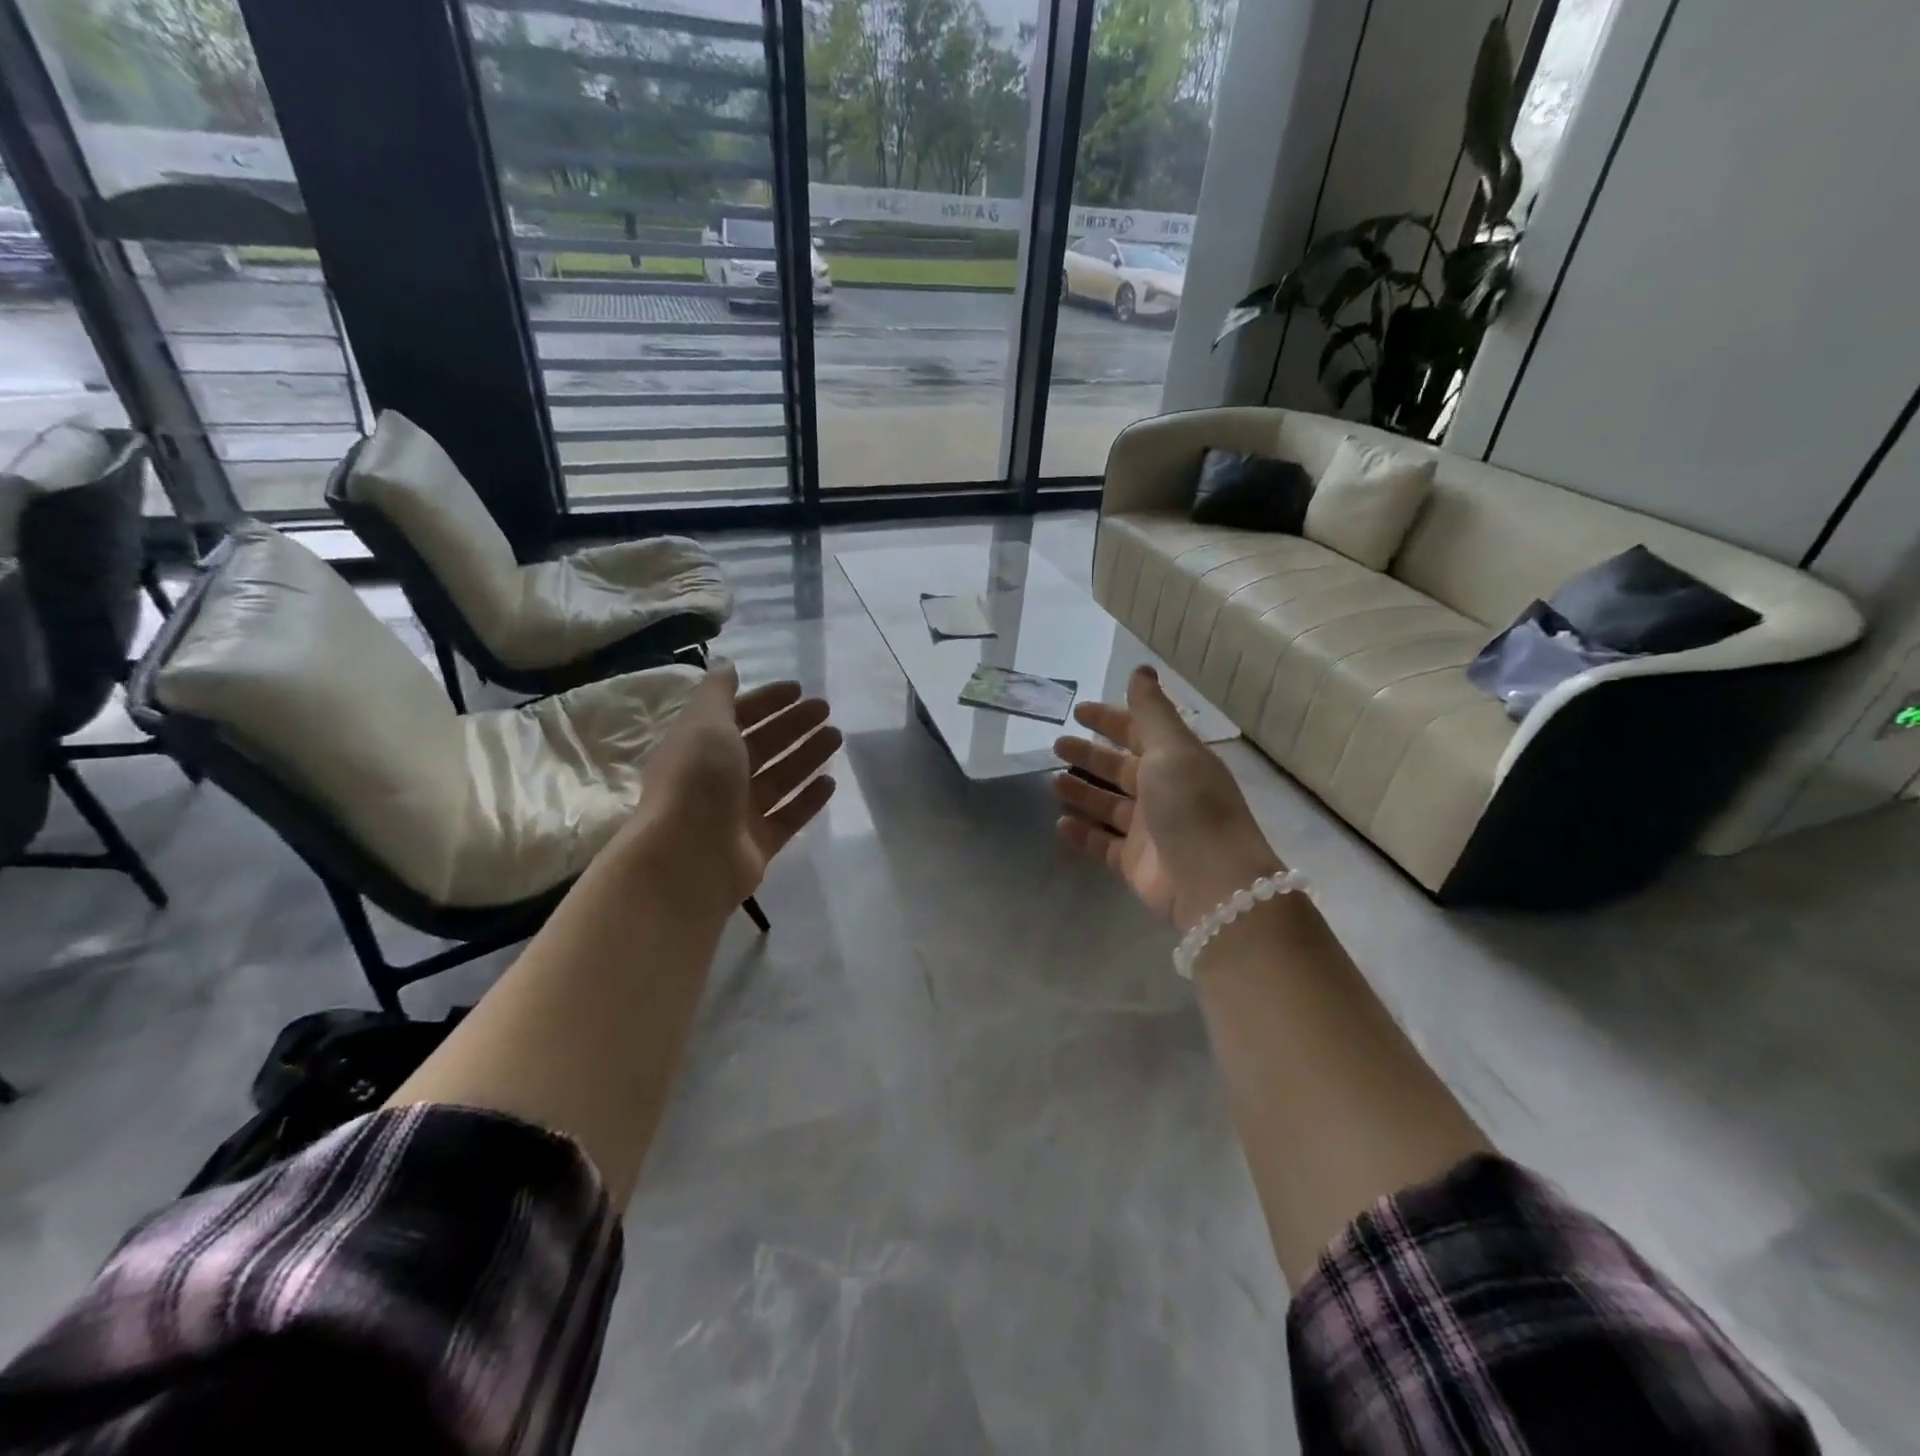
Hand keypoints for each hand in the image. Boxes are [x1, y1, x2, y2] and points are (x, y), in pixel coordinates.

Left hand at [620, 663, 840, 904]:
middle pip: (762, 746)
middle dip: (793, 726)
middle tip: (826, 710)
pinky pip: (789, 816)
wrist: (687, 857)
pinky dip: (809, 798)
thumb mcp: (705, 723)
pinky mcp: (758, 845)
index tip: (799, 690)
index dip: (766, 701)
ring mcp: (738, 814)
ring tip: (836, 737)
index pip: (737, 717)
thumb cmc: (696, 780)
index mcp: (699, 747)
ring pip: (779, 778)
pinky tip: (831, 781)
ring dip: (807, 756)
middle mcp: (717, 779)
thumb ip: (718, 692)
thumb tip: (726, 666)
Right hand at [1053, 666, 1282, 931]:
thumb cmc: (1191, 805)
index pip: (1139, 733)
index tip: (1077, 711)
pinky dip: (1082, 833)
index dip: (1110, 720)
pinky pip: (1102, 843)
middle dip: (1090, 755)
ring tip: (1053, 782)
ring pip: (1109, 805)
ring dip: (1082, 792)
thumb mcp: (1172, 748)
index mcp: (1177, 761)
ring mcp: (1148, 830)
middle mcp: (1164, 792)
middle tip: (1057, 745)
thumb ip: (1151, 711)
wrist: (1211, 882)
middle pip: (1120, 768)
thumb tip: (1141, 669)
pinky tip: (1060, 823)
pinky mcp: (1134, 863)